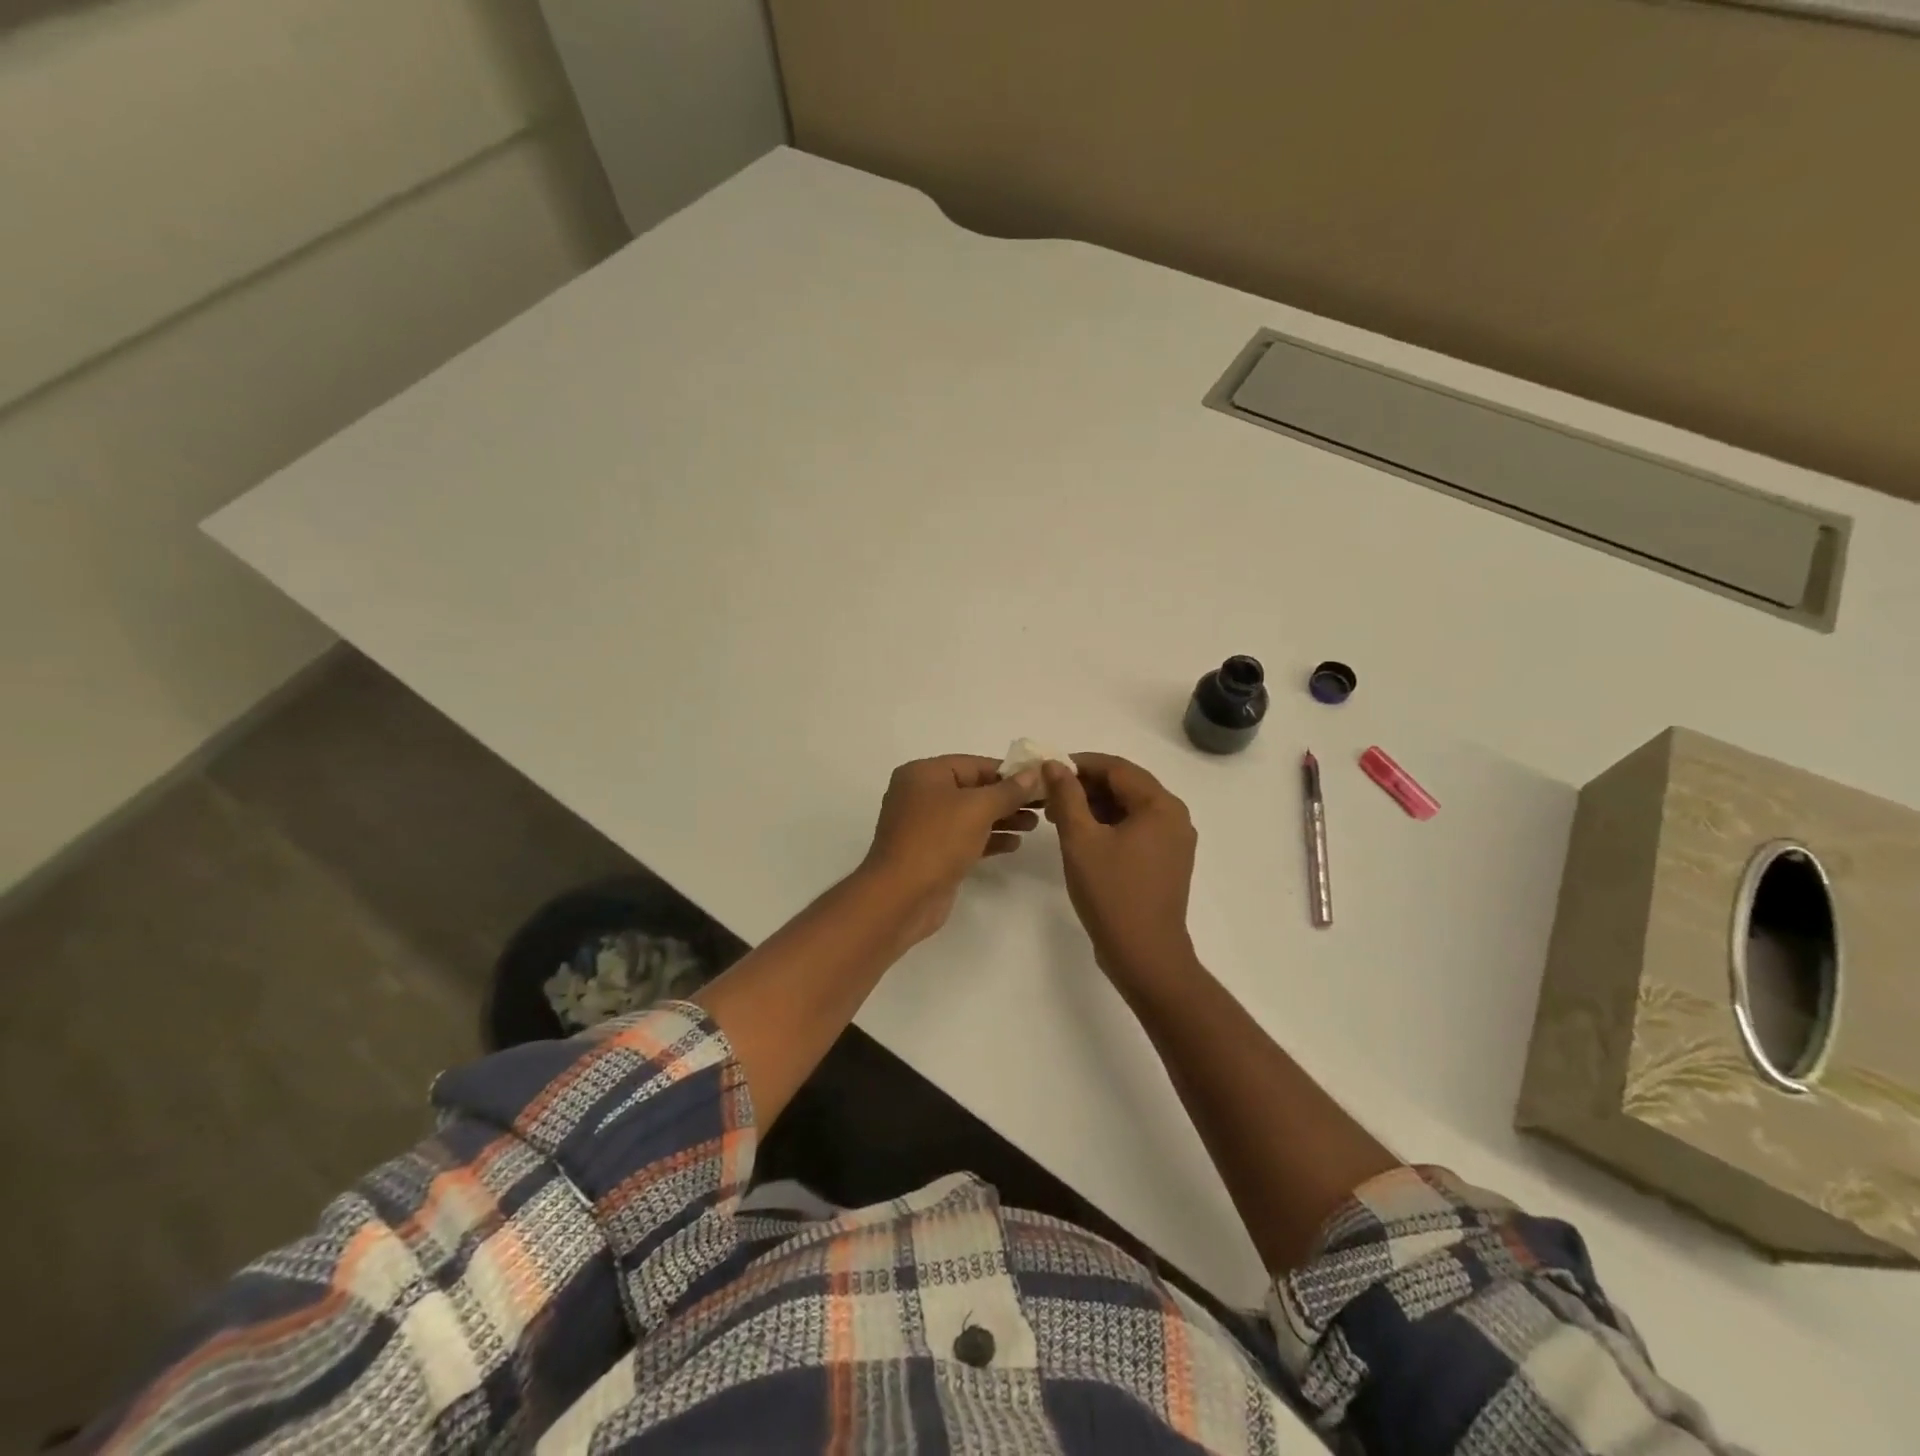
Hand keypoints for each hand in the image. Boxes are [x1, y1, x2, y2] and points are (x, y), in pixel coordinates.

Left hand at [861, 755, 1041, 943]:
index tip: (1041, 779)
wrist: (901, 898)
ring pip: (971, 815)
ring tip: (1035, 824)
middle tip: (1044, 804)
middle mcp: (921, 795)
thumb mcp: (977, 809)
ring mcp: (925, 826)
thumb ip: (1008, 790)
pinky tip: (1015, 844)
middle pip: (973, 789)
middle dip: (1008, 797)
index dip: (1009, 771)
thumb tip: (1033, 772)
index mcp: (923, 774)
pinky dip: (989, 838)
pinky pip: (965, 838)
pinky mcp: (931, 853)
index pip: (974, 764)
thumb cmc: (937, 841)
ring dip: (1003, 818)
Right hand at [1043, 753, 1198, 983]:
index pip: (1116, 768)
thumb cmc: (1112, 893)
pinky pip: (1135, 830)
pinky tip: (1081, 837)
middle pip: (1125, 785)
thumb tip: (1053, 765)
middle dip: (1085, 786)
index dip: (1079, 764)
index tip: (1046, 770)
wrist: (1144, 955)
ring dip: (1094, 806)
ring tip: (1057, 817)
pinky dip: (1108, 826)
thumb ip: (1066, 796)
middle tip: (1048, 795)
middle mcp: (1174, 817)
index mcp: (1160, 806)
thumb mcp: (1081, 840)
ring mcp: (1173, 842)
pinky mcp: (1166, 862)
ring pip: (1129, 808)